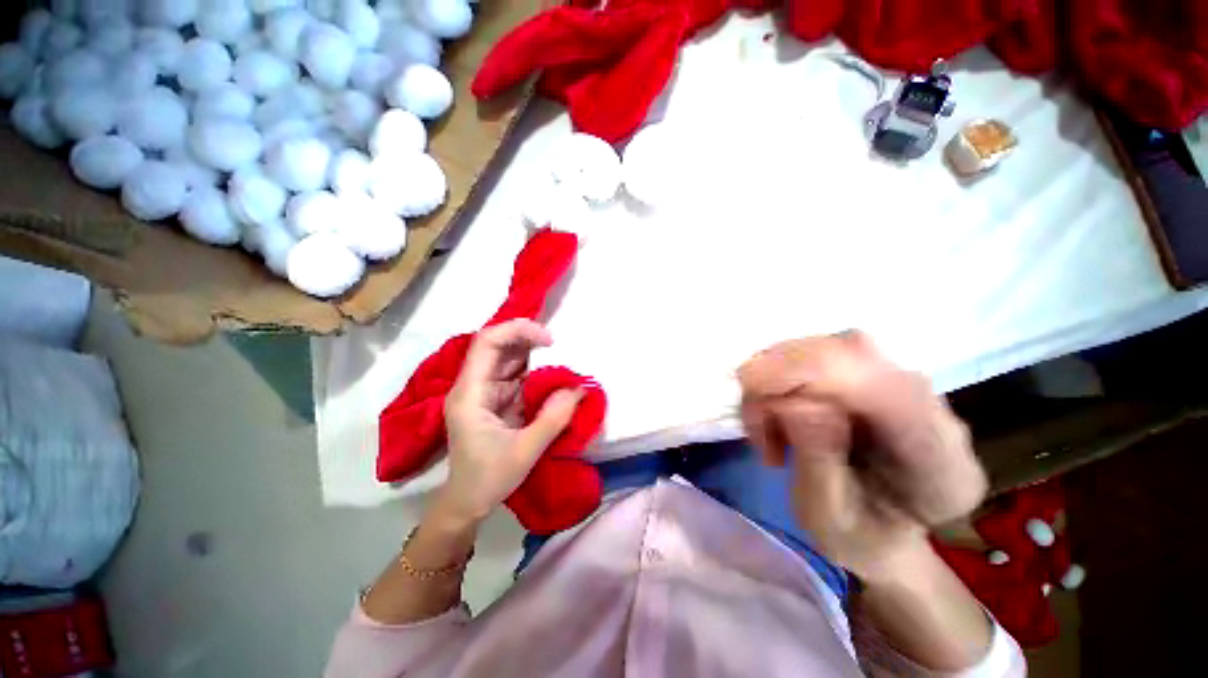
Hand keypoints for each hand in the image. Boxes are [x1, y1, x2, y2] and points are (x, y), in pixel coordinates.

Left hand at [435, 319, 583, 527]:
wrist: (467, 503)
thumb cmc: (487, 479)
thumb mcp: (524, 451)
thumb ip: (553, 418)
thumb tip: (578, 388)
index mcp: (470, 393)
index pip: (487, 343)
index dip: (517, 331)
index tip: (549, 340)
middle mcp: (474, 386)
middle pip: (497, 346)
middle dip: (528, 338)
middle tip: (559, 344)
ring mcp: (484, 392)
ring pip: (507, 359)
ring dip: (534, 354)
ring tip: (561, 357)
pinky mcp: (495, 400)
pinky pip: (516, 376)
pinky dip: (536, 372)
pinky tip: (553, 375)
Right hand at [738, 332, 985, 581]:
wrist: (882, 529)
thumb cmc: (857, 537)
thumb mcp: (828, 519)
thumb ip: (819, 461)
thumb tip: (795, 401)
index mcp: (938, 458)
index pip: (880, 385)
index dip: (807, 373)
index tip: (753, 397)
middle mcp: (930, 405)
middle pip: (844, 351)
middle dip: (778, 379)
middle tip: (758, 430)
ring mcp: (901, 382)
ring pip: (820, 348)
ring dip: (774, 383)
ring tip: (769, 434)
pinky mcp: (871, 374)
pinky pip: (812, 355)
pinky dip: (778, 381)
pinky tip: (777, 417)